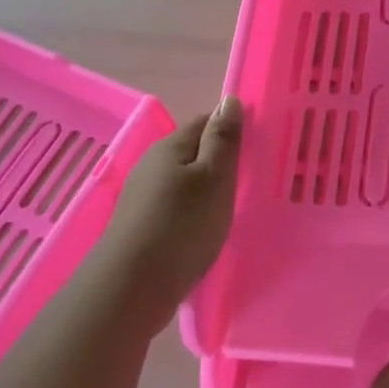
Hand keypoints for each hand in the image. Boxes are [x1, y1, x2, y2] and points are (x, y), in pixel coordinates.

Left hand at [94, 96, 241, 331]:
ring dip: (205, 188)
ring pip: (183, 180)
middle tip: (250, 179)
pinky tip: (204, 229)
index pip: (205, 121)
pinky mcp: (140, 225)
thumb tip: (230, 99)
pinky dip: (192, 211)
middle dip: (219, 160)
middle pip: (192, 151)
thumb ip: (223, 139)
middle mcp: (151, 164)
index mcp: (170, 146)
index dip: (231, 129)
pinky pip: (174, 206)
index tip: (257, 146)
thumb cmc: (182, 226)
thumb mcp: (214, 178)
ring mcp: (142, 196)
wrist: (132, 288)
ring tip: (232, 206)